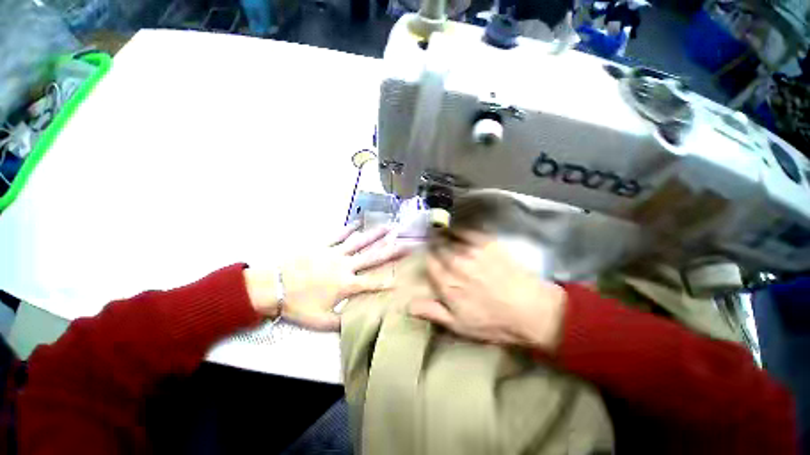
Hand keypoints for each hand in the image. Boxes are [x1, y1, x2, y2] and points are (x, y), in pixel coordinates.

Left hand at [245, 222, 410, 330]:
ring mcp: (334, 253)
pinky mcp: (323, 245)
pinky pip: (339, 235)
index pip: (373, 283)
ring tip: (390, 227)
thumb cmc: (297, 305)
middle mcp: (345, 266)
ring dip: (376, 234)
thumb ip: (341, 322)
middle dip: (392, 250)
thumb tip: (358, 323)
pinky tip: (359, 222)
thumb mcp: (320, 321)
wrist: (272, 287)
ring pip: (360, 242)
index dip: (388, 281)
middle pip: (373, 257)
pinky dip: (350, 228)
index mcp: (346, 285)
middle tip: (407, 243)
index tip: (403, 277)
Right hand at [410, 232, 565, 350]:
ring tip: (440, 231)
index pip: (430, 264)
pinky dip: (459, 229)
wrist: (530, 310)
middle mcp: (455, 264)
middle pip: (438, 249)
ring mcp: (471, 252)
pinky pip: (467, 231)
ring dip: (442, 235)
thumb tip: (407, 304)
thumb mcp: (458, 325)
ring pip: (450, 238)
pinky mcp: (487, 244)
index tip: (428, 256)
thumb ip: (432, 311)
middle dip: (434, 244)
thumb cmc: (493, 321)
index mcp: (447, 284)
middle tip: (433, 241)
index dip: (428, 258)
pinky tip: (457, 229)